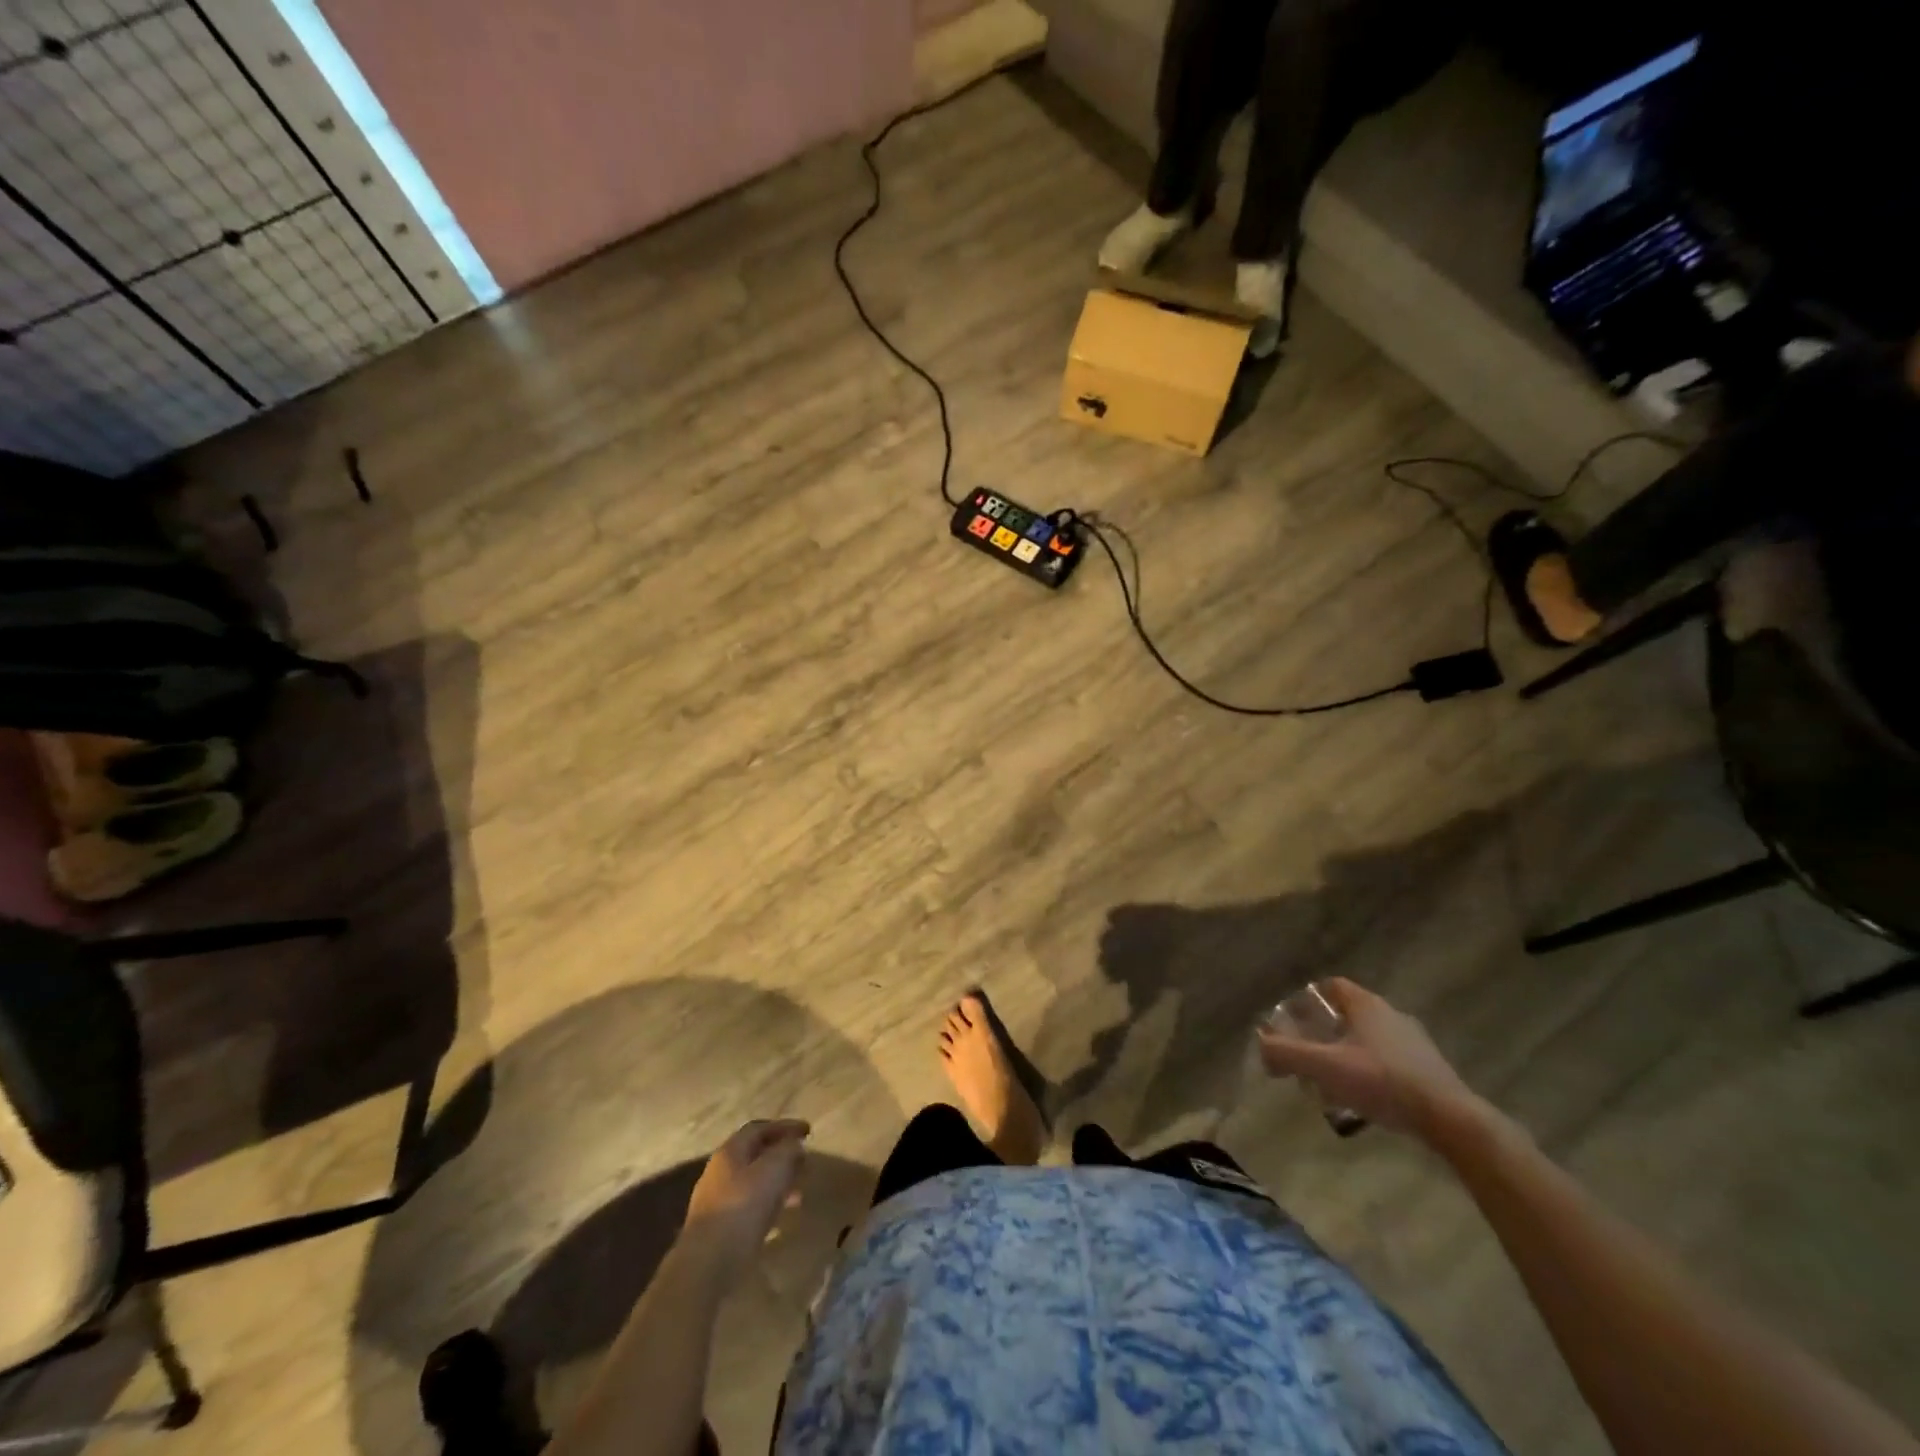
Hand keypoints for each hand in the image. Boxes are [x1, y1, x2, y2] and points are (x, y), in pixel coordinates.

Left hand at [681, 1119, 809, 1280]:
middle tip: (805, 1162)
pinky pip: (750, 1205)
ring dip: (778, 1181)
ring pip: (754, 1181)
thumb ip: (788, 1151)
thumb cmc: (742, 1209)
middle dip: (782, 1155)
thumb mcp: (773, 1170)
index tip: (808, 1131)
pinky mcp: (719, 1228)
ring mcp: (717, 1200)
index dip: (785, 1126)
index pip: (760, 1128)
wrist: (706, 1266)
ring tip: (799, 1192)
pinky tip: (781, 1216)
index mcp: (730, 1151)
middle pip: (755, 1154)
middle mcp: (720, 1171)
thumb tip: (794, 1145)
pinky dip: (769, 1203)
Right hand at [1257, 979, 1476, 1138]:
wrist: (1450, 1119)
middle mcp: (1391, 1014)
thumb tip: (1261, 1047)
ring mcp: (1414, 1042)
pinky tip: (1363, 1098)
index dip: (1308, 999)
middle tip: (1307, 1053)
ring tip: (1331, 1081)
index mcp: (1366, 1005)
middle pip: (1347, 1014)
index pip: (1331, 986)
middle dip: (1324, 1031)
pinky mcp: (1428, 1069)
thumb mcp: (1324, 1067)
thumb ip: (1286, 1053)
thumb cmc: (1382, 1081)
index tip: (1293, 1021)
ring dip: (1346, 1054)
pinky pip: (1388, 1061)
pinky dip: (1370, 1072)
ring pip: (1368, 1039)